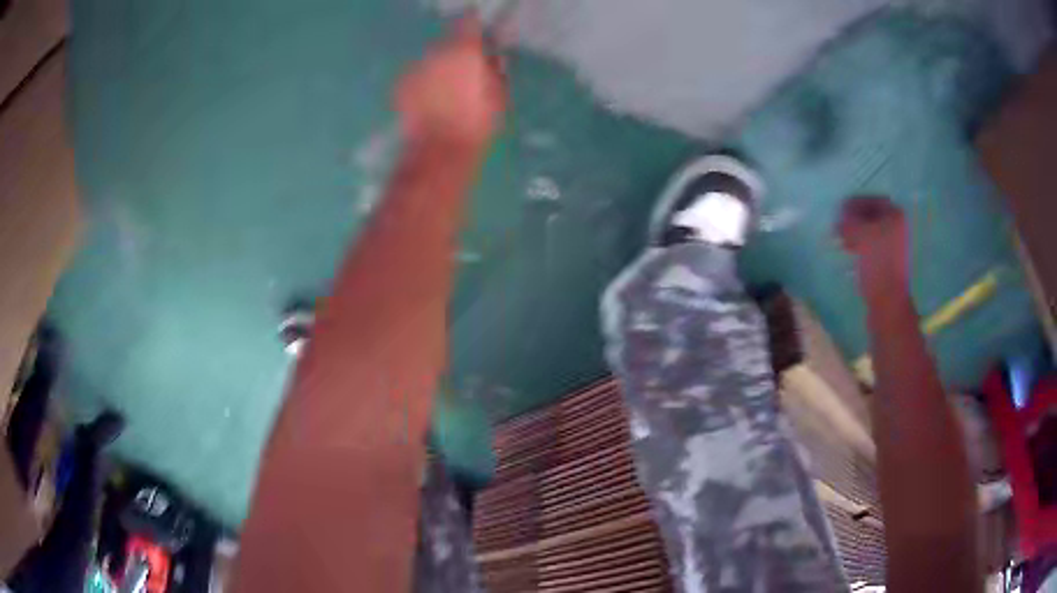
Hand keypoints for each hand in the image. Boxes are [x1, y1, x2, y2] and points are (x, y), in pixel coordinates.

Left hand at [395, 16, 506, 151]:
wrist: (439, 150)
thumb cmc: (477, 123)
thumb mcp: (499, 95)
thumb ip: (495, 69)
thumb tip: (491, 57)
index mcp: (465, 51)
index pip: (469, 23)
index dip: (474, 26)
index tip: (479, 36)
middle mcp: (437, 53)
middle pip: (448, 43)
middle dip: (457, 53)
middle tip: (466, 73)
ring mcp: (416, 68)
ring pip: (431, 60)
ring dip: (439, 69)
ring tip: (447, 92)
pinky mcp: (402, 86)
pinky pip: (417, 76)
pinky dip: (424, 83)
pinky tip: (431, 101)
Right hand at [837, 196, 909, 299]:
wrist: (888, 300)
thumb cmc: (878, 263)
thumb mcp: (861, 235)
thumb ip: (849, 221)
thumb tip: (840, 217)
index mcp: (895, 216)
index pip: (873, 200)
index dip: (856, 202)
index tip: (840, 210)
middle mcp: (897, 227)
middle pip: (872, 215)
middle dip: (854, 218)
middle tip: (839, 224)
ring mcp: (893, 245)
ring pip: (870, 231)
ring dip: (855, 231)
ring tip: (841, 239)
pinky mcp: (887, 261)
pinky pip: (871, 245)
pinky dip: (859, 244)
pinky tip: (849, 250)